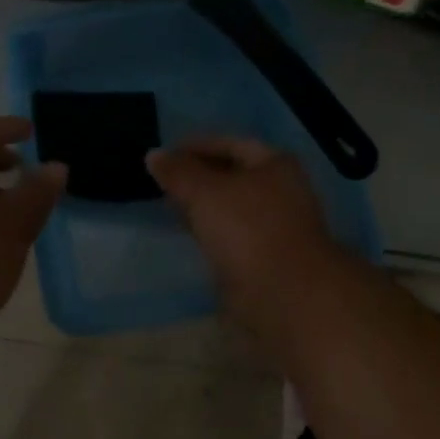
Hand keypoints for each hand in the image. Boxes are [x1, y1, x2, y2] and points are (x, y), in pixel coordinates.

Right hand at [146, 137, 353, 340]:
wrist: (285, 295)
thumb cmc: (247, 229)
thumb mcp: (204, 191)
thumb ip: (178, 171)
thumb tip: (154, 155)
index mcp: (274, 164)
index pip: (230, 143)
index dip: (195, 145)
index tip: (164, 155)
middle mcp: (281, 190)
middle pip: (232, 174)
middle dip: (197, 176)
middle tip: (162, 181)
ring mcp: (276, 225)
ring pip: (231, 206)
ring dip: (202, 205)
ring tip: (169, 206)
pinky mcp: (267, 256)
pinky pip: (232, 233)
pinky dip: (210, 229)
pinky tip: (189, 234)